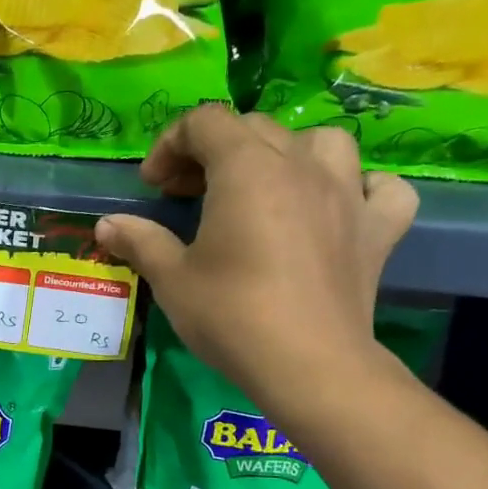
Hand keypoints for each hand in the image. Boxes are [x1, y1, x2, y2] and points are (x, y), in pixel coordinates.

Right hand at [95, 108, 416, 410]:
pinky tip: (339, 207)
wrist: (308, 366)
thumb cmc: (231, 316)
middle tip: (189, 194)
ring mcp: (348, 194)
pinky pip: (381, 188)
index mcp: (247, 168)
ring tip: (266, 187)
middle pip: (255, 128)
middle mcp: (300, 165)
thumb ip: (140, 240)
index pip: (205, 121)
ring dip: (287, 154)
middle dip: (213, 151)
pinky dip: (359, 189)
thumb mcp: (172, 278)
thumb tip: (107, 224)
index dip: (170, 144)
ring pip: (323, 141)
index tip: (153, 186)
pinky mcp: (378, 229)